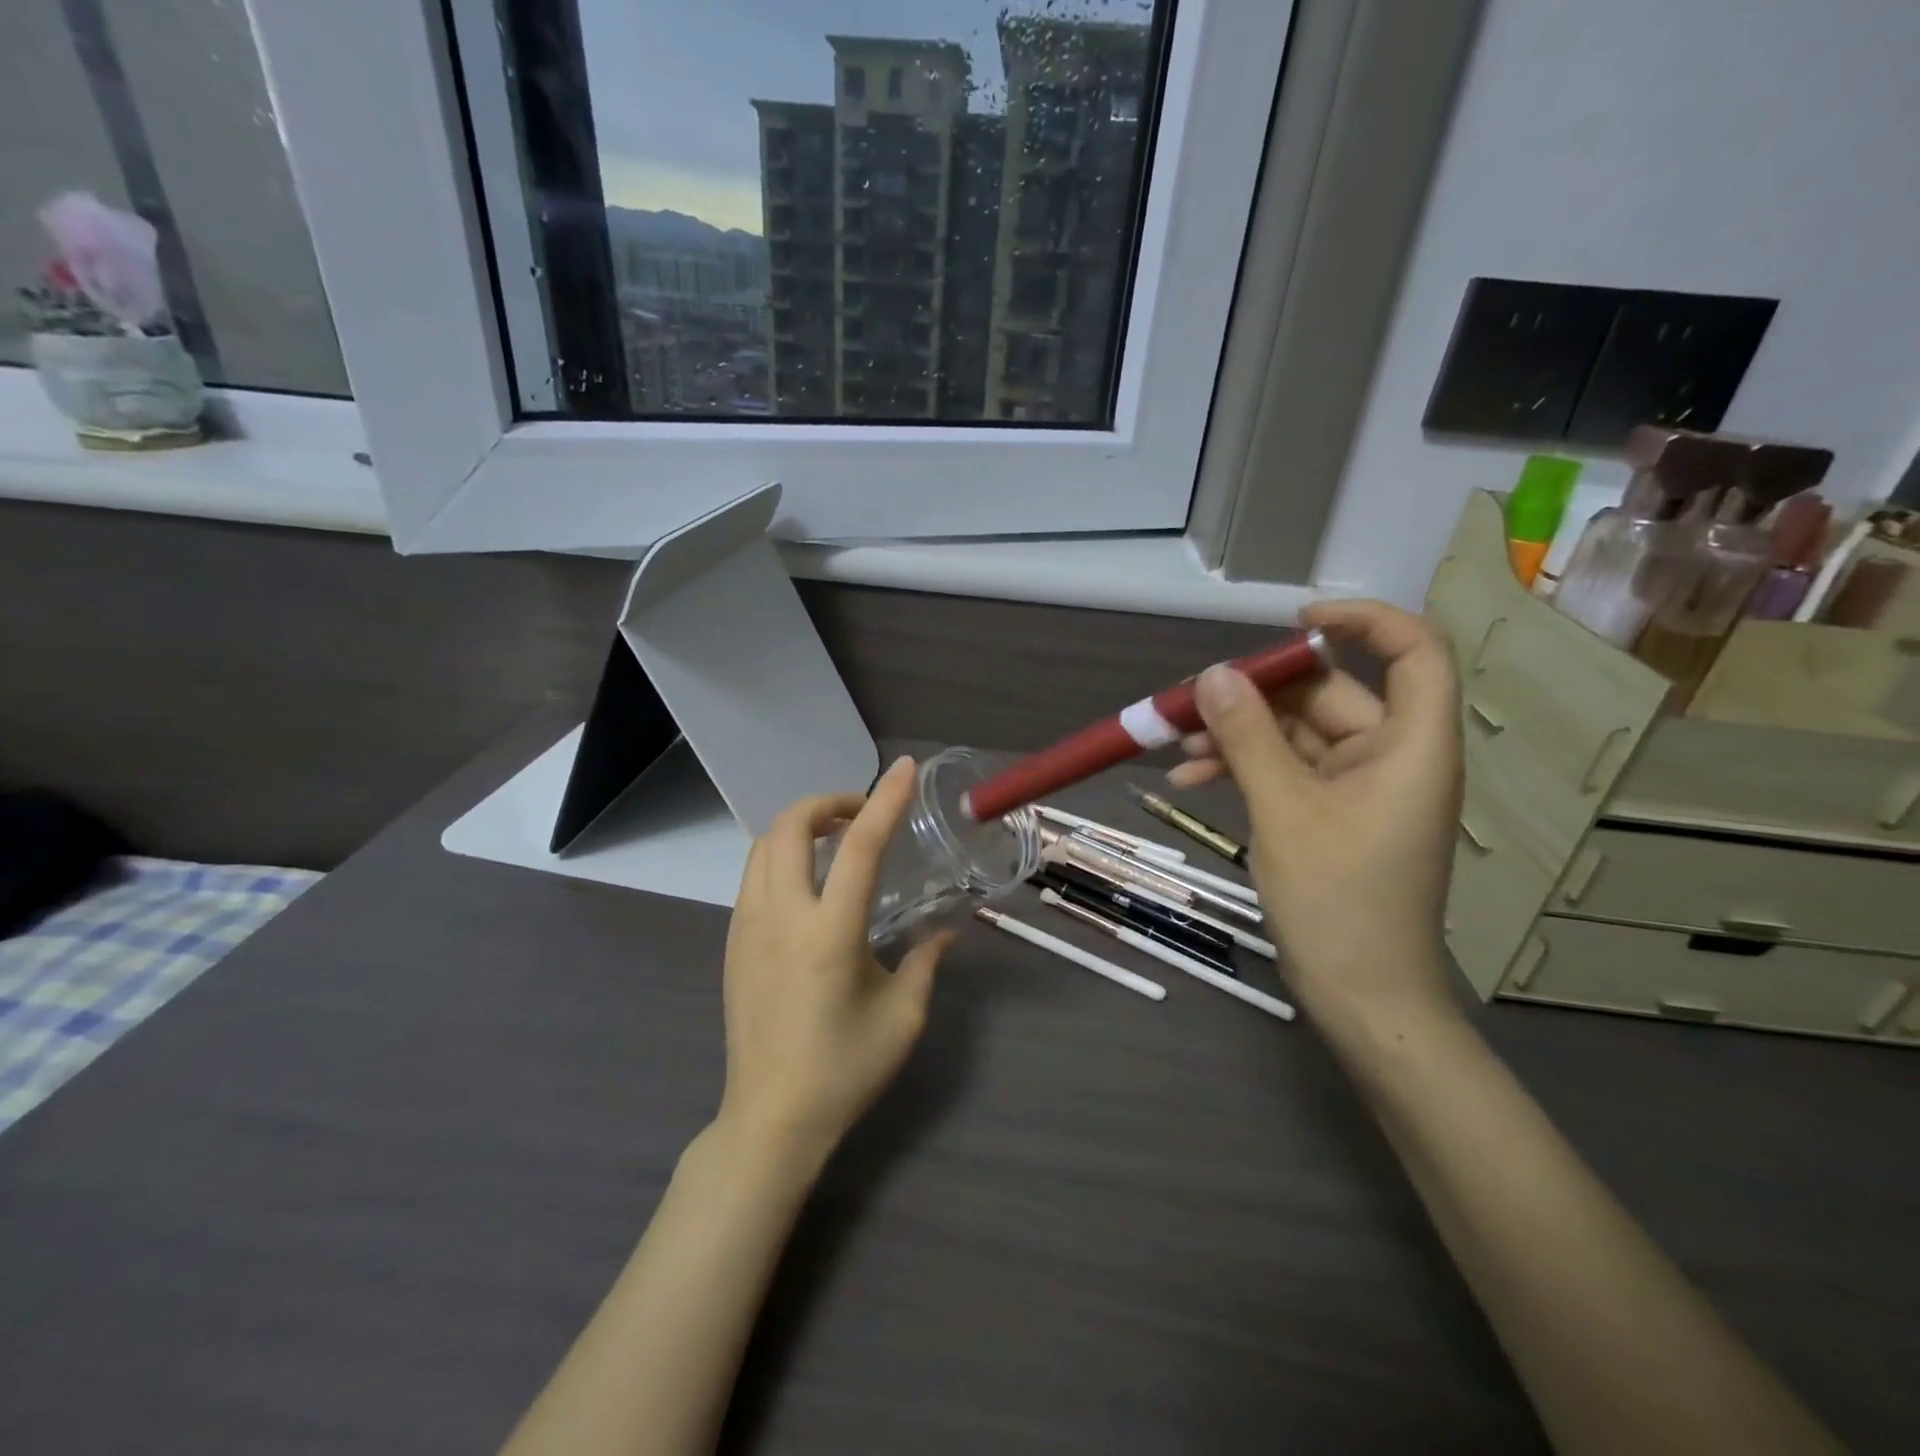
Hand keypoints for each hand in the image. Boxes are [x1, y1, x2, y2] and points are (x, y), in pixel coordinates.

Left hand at [717, 756, 953, 1164]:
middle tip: (862, 815)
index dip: (885, 800)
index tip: (905, 769)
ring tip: (836, 843)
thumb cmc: (843, 1070)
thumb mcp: (902, 1017)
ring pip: (764, 846)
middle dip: (828, 802)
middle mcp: (781, 917)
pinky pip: (754, 876)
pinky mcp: (733, 943)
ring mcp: (748, 928)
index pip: (860, 847)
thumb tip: (948, 930)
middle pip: (790, 826)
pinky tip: (809, 885)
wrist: (770, 1120)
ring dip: (801, 828)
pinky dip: (782, 857)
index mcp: (829, 933)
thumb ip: (925, 961)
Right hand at [1170, 601, 1462, 1037]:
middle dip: (1256, 697)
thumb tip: (1212, 674)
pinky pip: (1288, 771)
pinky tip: (1191, 781)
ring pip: (1297, 735)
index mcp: (1410, 746)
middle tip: (1189, 703)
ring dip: (1239, 737)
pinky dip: (1245, 770)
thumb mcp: (1284, 811)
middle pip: (1329, 695)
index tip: (1293, 620)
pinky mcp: (1333, 814)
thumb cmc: (1337, 901)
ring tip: (1175, 748)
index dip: (1362, 620)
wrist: (1361, 995)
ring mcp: (1361, 788)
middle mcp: (1392, 756)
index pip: (1412, 651)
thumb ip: (1248, 737)